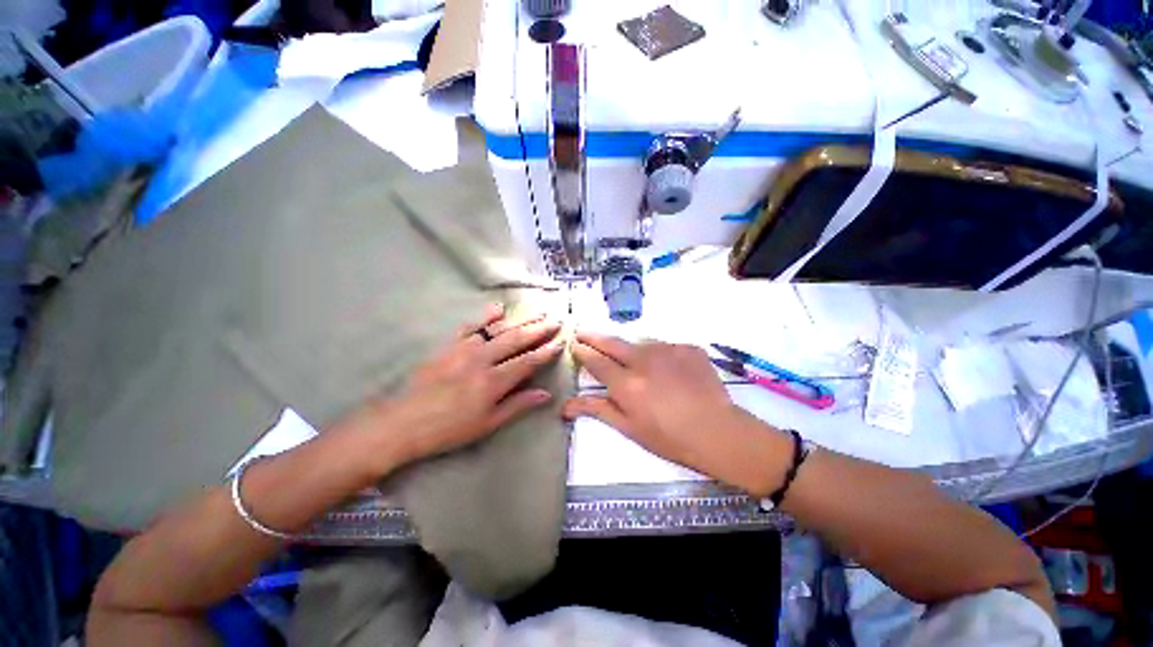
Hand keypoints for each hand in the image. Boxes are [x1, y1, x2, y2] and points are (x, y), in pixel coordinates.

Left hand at [347, 304, 563, 471]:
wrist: (403, 422)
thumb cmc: (449, 429)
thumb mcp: (487, 424)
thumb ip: (518, 405)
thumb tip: (546, 394)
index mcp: (494, 381)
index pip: (528, 361)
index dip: (546, 351)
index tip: (561, 341)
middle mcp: (482, 359)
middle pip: (517, 340)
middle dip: (539, 329)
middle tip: (556, 320)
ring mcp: (465, 349)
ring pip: (499, 330)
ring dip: (520, 321)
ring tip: (538, 313)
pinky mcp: (450, 345)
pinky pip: (471, 327)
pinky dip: (485, 316)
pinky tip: (498, 308)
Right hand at [563, 332, 791, 494]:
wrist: (719, 432)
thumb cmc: (670, 438)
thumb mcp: (629, 428)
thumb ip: (597, 410)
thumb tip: (565, 406)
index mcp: (626, 383)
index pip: (596, 361)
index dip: (582, 351)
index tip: (574, 344)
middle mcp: (643, 360)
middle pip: (611, 342)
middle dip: (593, 335)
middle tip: (582, 330)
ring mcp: (667, 350)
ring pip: (638, 341)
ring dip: (627, 345)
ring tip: (626, 353)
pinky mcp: (687, 347)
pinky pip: (665, 346)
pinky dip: (658, 353)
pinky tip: (666, 367)